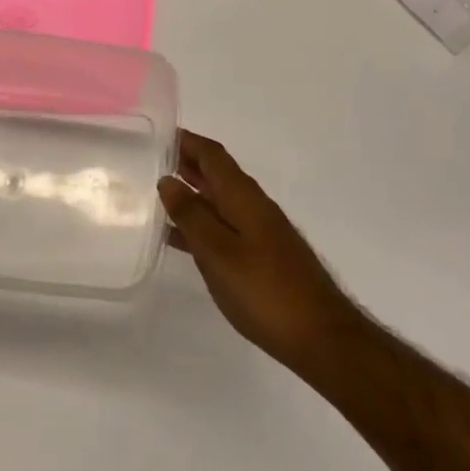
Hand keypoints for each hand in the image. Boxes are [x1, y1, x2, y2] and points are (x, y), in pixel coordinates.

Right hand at [158, 131, 363, 373]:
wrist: (320, 336)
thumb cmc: (265, 290)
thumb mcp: (219, 252)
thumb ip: (192, 215)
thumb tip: (168, 180)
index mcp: (243, 197)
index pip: (213, 155)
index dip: (187, 141)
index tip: (158, 135)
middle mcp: (253, 206)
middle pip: (217, 174)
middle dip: (186, 164)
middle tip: (149, 162)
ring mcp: (260, 232)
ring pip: (219, 202)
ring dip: (191, 194)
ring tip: (156, 196)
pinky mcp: (262, 257)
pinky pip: (224, 227)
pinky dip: (201, 224)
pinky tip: (180, 239)